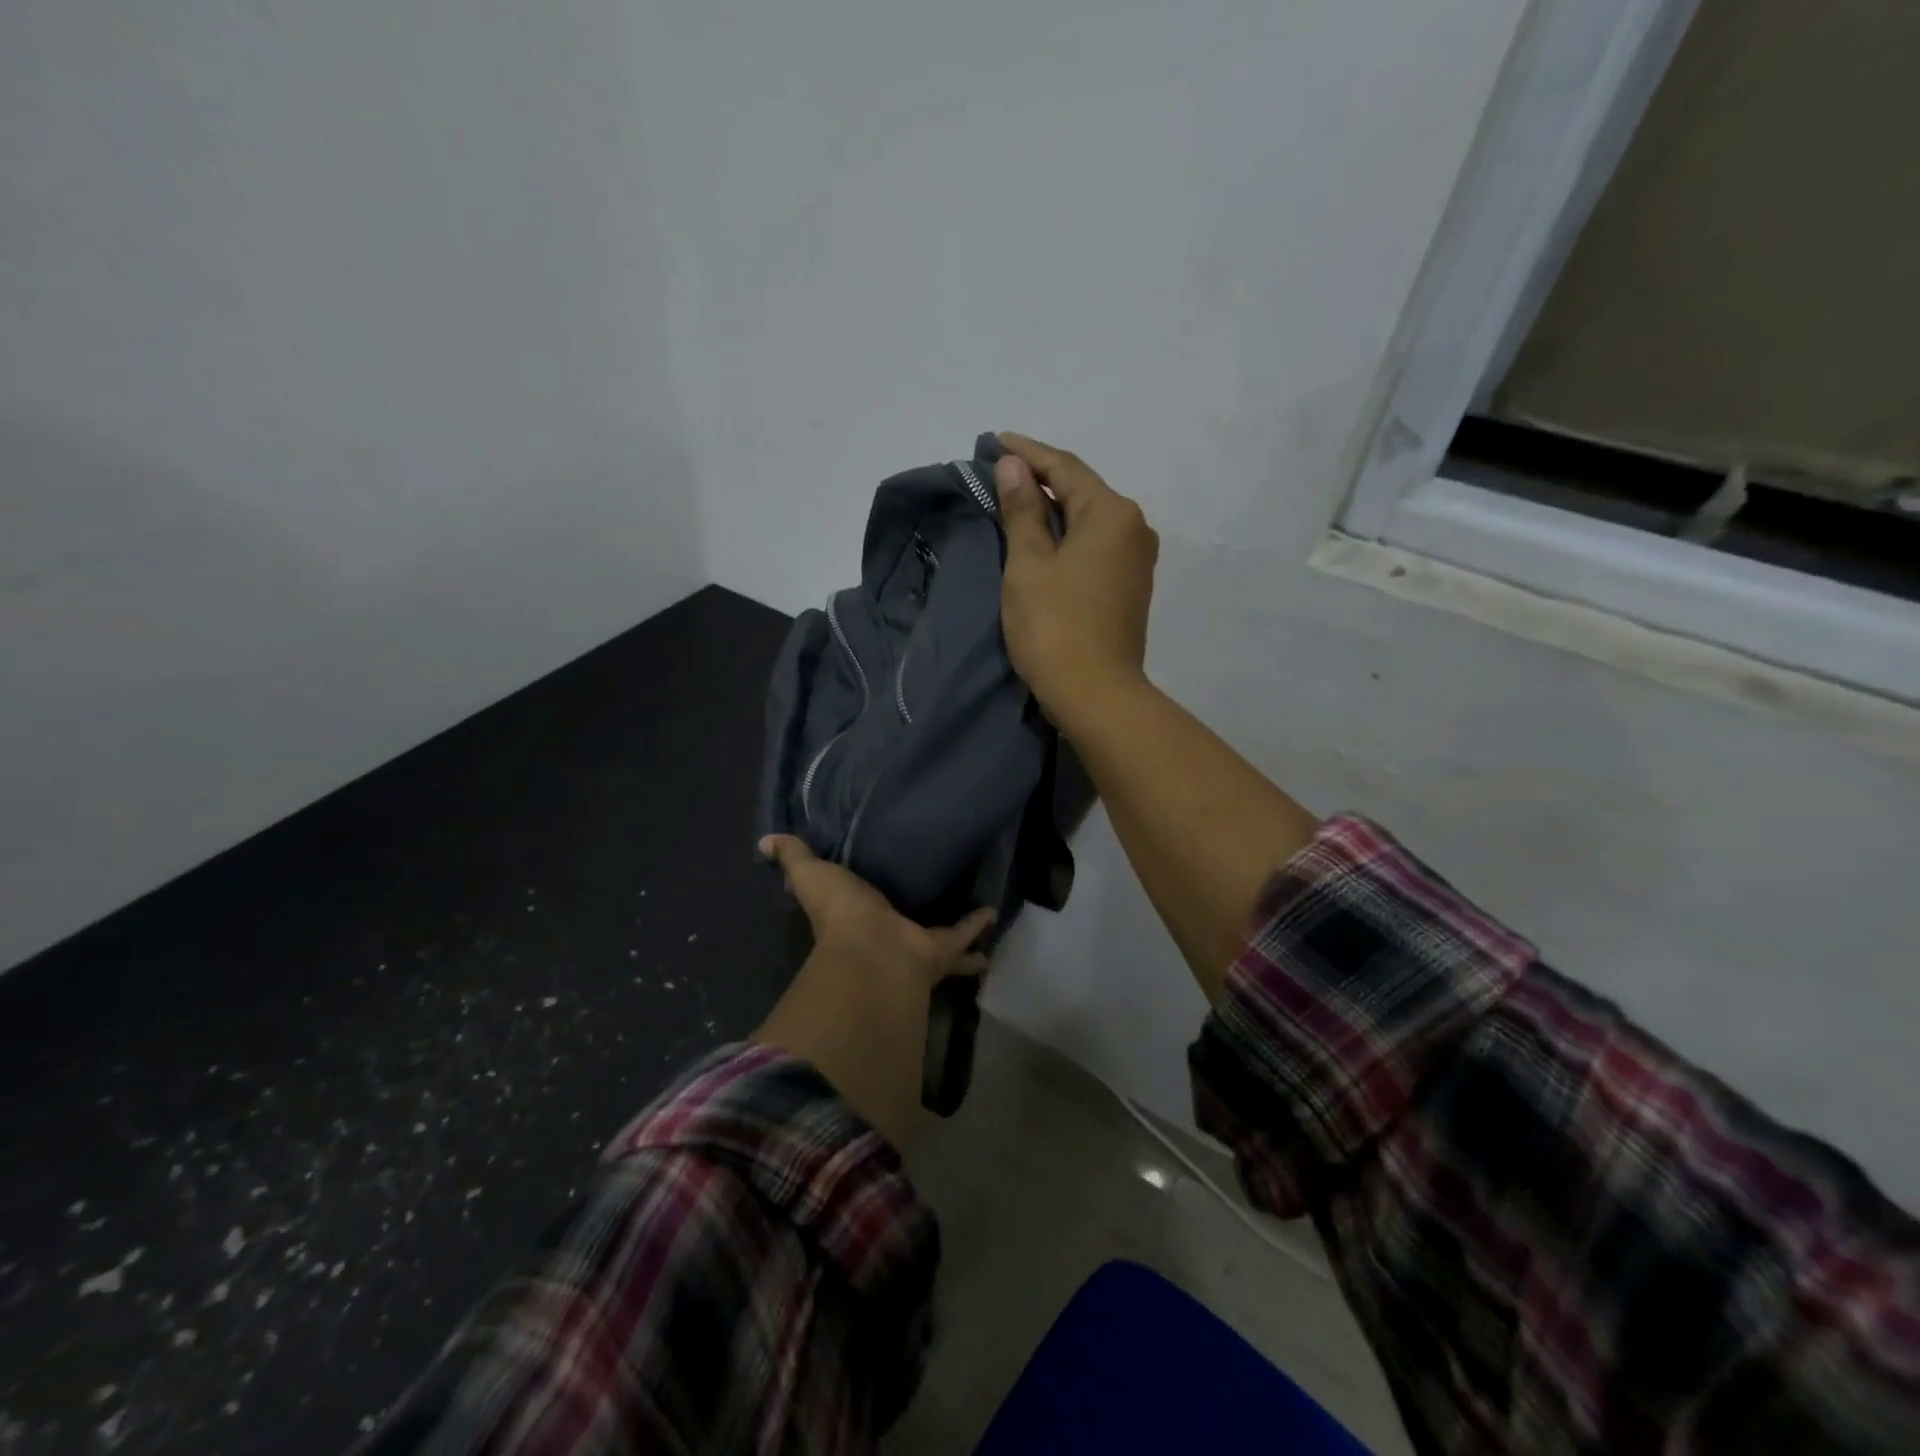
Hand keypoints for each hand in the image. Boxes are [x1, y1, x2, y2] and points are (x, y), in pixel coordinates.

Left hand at [752, 835, 992, 1146]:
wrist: (872, 950)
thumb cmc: (840, 912)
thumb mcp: (812, 874)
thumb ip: (794, 857)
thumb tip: (765, 841)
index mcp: (855, 916)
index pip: (860, 902)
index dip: (865, 893)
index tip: (873, 883)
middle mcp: (885, 932)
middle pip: (904, 921)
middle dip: (915, 915)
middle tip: (930, 900)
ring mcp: (913, 944)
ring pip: (938, 937)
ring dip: (954, 932)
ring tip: (973, 918)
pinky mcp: (940, 950)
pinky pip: (962, 936)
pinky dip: (977, 925)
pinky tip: (994, 912)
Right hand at [994, 433, 1158, 738]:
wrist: (1097, 695)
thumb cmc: (1055, 627)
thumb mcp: (1029, 565)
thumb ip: (1022, 510)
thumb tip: (1014, 466)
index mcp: (1112, 513)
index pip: (1065, 467)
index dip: (1027, 452)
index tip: (995, 441)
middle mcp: (1134, 527)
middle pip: (1082, 490)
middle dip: (1041, 478)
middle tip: (1000, 469)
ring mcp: (1136, 559)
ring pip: (1089, 519)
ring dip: (1054, 507)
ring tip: (1016, 499)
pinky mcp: (1130, 585)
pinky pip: (1095, 544)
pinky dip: (1068, 534)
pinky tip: (1044, 537)